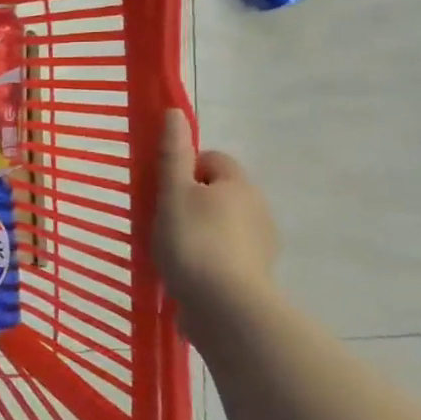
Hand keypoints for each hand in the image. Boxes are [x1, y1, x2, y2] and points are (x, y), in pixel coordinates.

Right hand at [153, 110, 277, 323]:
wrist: (224, 306)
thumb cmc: (193, 240)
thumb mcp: (173, 192)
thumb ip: (173, 154)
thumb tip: (174, 112)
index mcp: (239, 185)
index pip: (212, 159)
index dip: (184, 168)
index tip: (162, 189)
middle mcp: (257, 209)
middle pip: (217, 192)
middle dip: (190, 201)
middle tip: (160, 219)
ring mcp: (260, 244)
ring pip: (220, 223)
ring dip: (197, 230)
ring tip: (169, 249)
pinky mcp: (254, 274)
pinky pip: (224, 253)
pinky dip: (206, 257)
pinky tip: (185, 271)